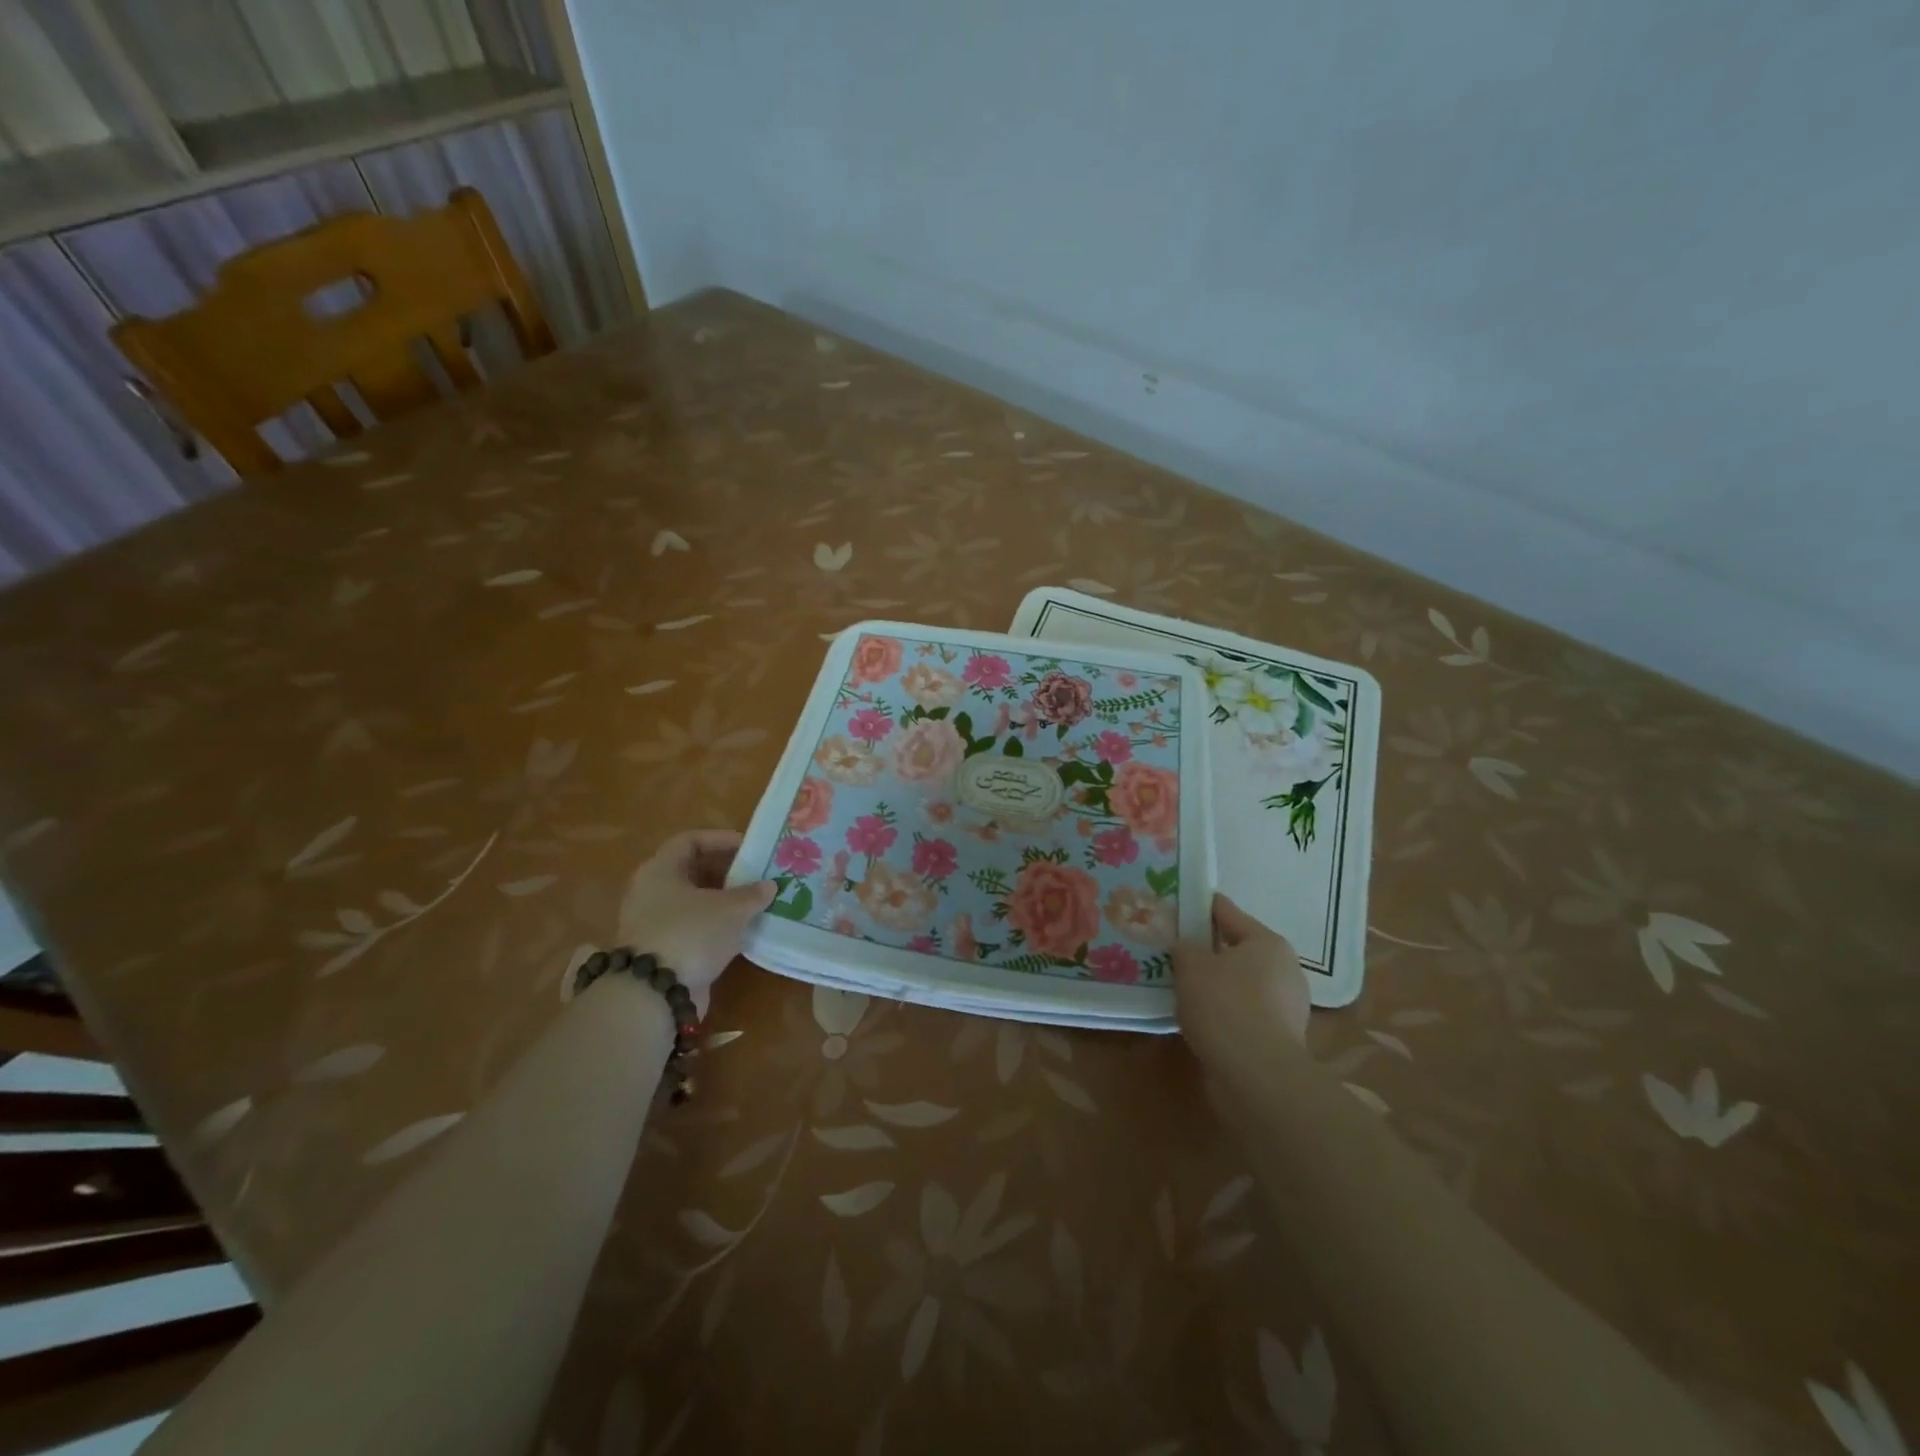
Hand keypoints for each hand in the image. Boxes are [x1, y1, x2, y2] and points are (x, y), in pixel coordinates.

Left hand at [617, 830, 775, 1014]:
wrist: (654, 994)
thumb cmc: (690, 934)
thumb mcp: (730, 909)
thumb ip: (752, 894)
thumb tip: (769, 886)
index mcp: (660, 870)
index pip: (690, 841)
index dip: (720, 839)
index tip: (749, 847)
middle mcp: (651, 892)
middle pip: (691, 871)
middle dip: (726, 872)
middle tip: (757, 875)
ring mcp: (653, 923)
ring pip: (693, 902)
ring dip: (723, 901)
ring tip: (755, 902)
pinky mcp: (661, 951)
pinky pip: (693, 927)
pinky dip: (716, 926)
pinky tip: (741, 931)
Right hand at [1174, 894, 1310, 1071]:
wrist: (1257, 1077)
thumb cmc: (1225, 1006)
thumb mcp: (1191, 965)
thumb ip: (1185, 948)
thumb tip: (1188, 949)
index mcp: (1268, 942)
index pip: (1227, 912)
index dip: (1200, 907)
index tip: (1176, 905)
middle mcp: (1284, 969)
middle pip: (1236, 949)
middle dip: (1207, 950)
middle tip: (1174, 950)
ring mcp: (1286, 1007)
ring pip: (1240, 983)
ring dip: (1215, 984)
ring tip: (1181, 986)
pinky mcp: (1279, 1038)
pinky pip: (1243, 1012)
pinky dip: (1223, 1012)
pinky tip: (1198, 1017)